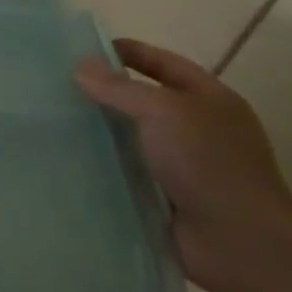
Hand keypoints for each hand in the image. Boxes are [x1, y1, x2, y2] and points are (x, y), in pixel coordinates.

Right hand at [76, 37, 291, 291]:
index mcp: (209, 100)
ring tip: (53, 121)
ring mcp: (183, 166)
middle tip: (58, 85)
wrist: (239, 243)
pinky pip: (126, 173)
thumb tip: (81, 65)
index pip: (165, 64)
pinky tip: (67, 161)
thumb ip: (120, 88)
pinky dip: (102, 167)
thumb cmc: (208, 163)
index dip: (131, 52)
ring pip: (132, 139)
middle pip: (146, 101)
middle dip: (107, 93)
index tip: (86, 48)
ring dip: (100, 132)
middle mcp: (198, 129)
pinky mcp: (164, 198)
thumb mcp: (163, 112)